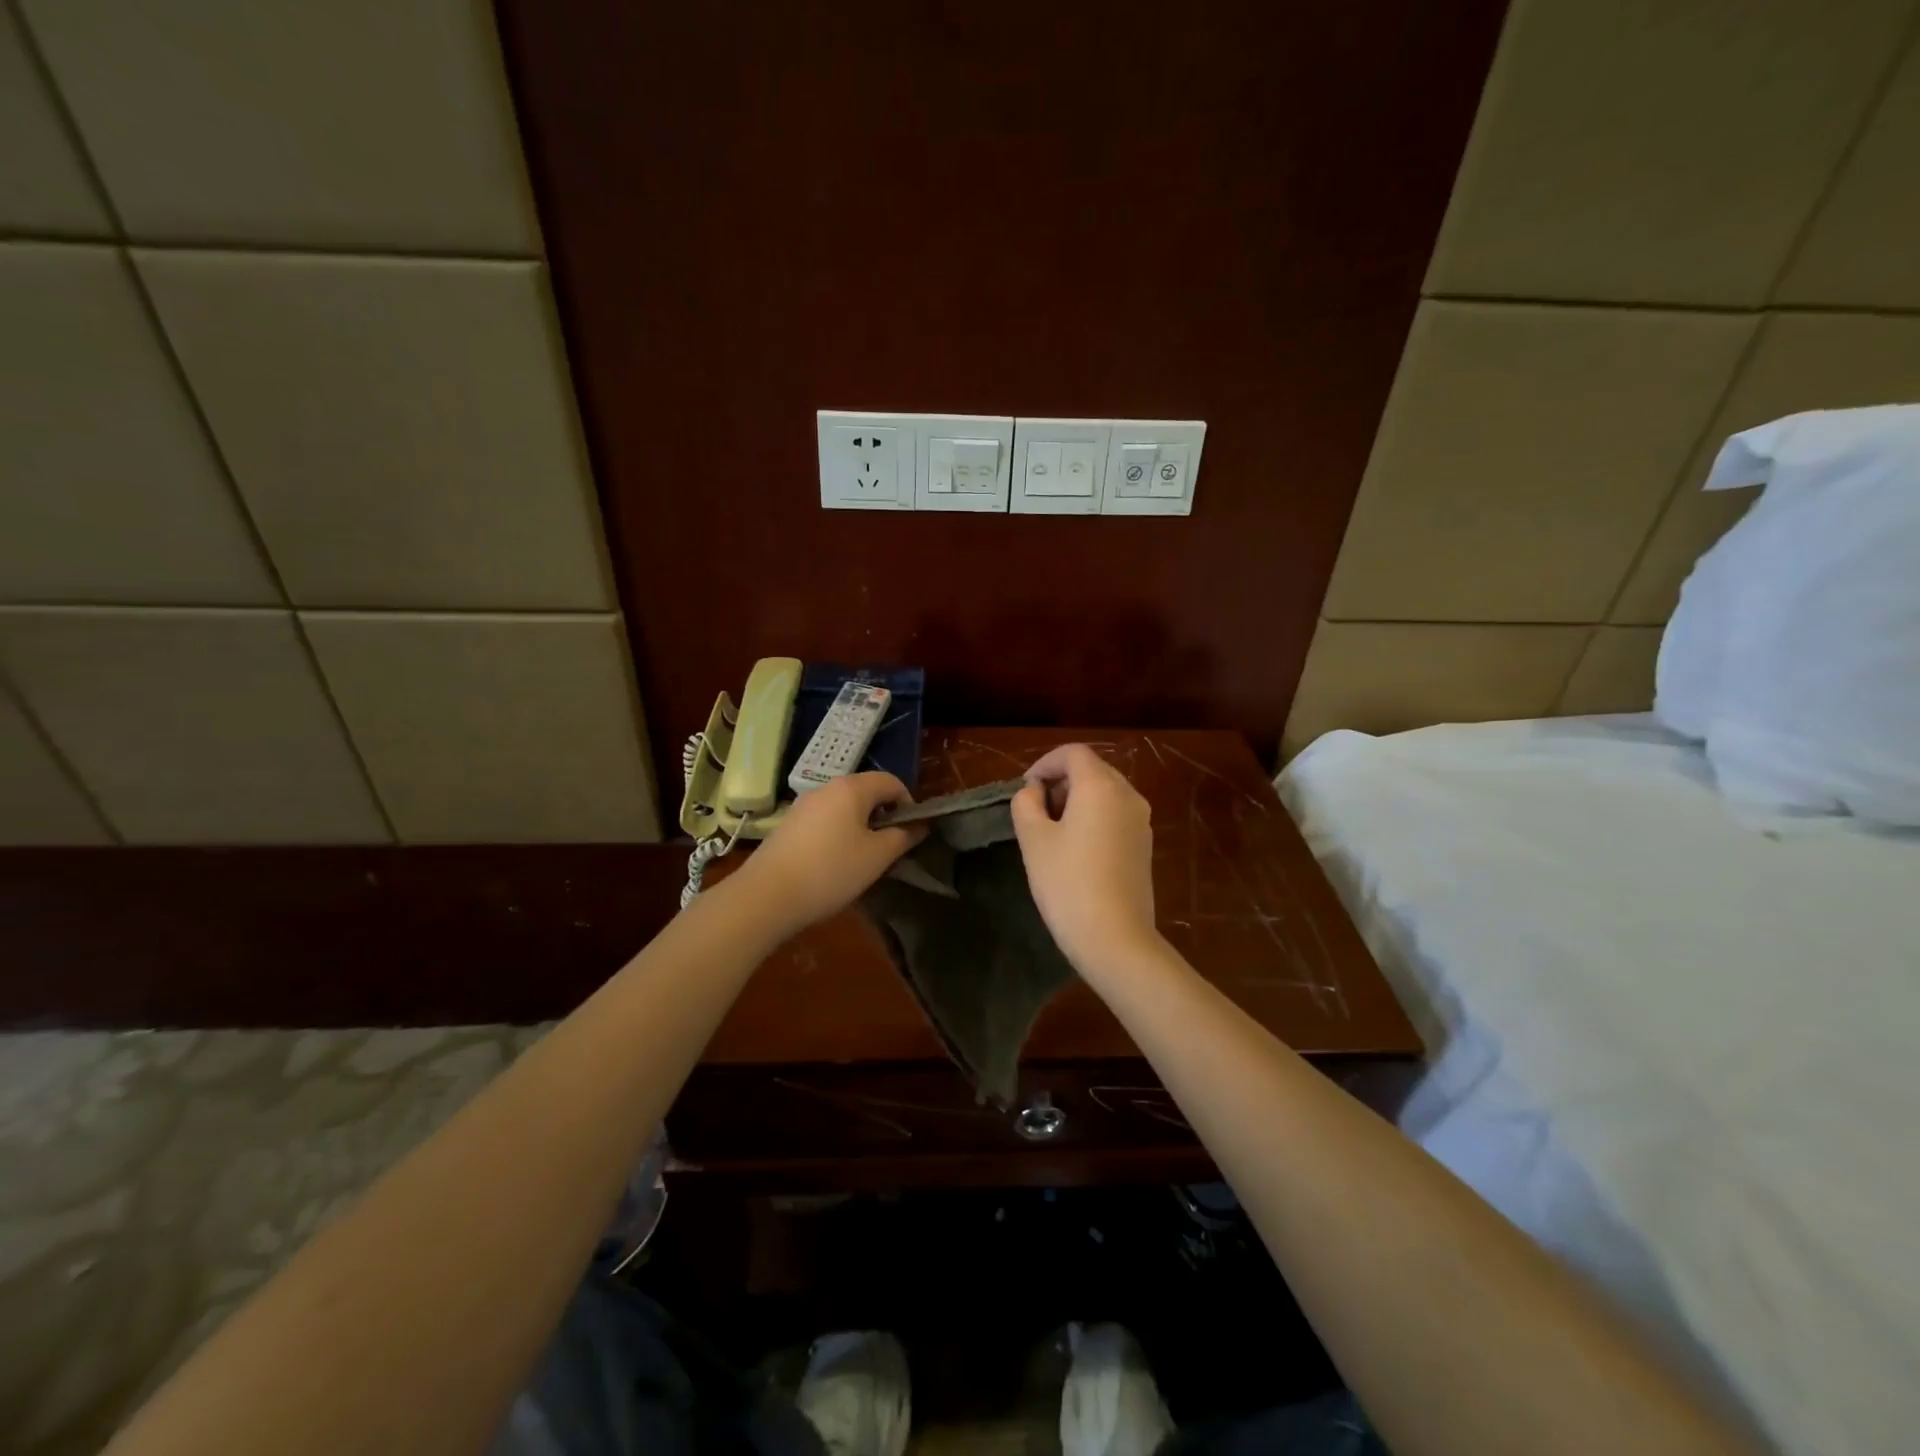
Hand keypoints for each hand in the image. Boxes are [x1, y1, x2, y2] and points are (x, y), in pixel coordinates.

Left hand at [735, 772, 924, 933]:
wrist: (767, 896)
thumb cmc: (831, 871)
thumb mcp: (877, 857)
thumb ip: (903, 837)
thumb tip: (919, 825)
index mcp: (852, 788)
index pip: (891, 782)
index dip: (908, 804)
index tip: (911, 833)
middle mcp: (826, 788)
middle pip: (866, 792)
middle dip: (883, 816)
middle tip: (889, 848)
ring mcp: (803, 805)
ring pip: (844, 808)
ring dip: (860, 827)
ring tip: (863, 859)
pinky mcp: (788, 825)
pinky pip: (824, 821)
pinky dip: (838, 834)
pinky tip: (834, 864)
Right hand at [1011, 744, 1159, 974]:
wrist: (1116, 938)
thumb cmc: (1068, 883)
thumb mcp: (1033, 840)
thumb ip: (1026, 803)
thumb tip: (1034, 791)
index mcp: (1101, 786)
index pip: (1073, 753)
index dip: (1045, 763)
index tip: (1025, 789)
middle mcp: (1128, 795)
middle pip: (1092, 770)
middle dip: (1061, 781)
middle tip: (1035, 810)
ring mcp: (1141, 821)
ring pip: (1105, 793)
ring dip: (1077, 800)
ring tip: (1052, 831)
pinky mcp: (1144, 846)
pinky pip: (1116, 815)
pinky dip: (1094, 818)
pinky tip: (1076, 850)